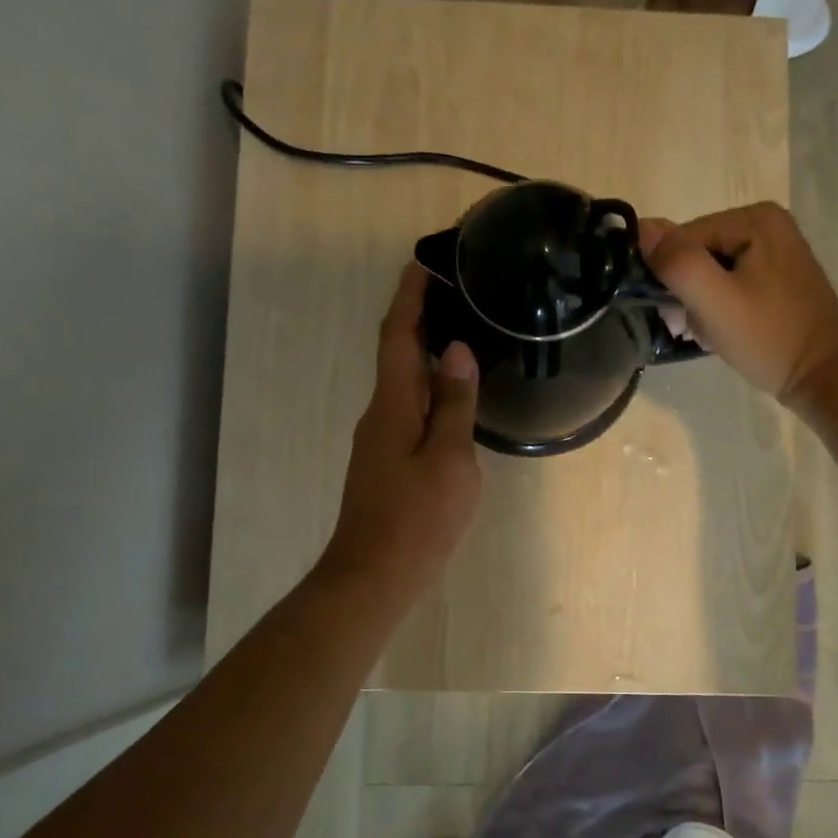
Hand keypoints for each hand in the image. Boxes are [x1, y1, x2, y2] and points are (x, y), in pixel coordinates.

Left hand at [320, 264, 483, 603]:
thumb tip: (455, 350)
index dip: (410, 296)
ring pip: (404, 382)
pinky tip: (454, 395)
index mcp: (392, 404)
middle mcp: (379, 413)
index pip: (397, 334)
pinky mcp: (387, 462)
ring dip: (426, 352)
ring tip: (464, 333)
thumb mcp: (448, 460)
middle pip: (397, 352)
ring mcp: (380, 440)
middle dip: (420, 317)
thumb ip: (454, 405)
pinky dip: (429, 388)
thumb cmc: (416, 518)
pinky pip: (409, 408)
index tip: (426, 261)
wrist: (373, 576)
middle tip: (458, 292)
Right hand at [638, 204, 837, 414]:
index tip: (679, 318)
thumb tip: (641, 228)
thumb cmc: (768, 338)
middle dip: (686, 293)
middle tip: (692, 329)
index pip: (683, 239)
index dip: (671, 278)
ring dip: (699, 305)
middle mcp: (766, 223)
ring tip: (708, 334)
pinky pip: (729, 283)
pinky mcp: (776, 276)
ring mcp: (774, 250)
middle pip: (696, 253)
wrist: (822, 375)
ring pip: (709, 271)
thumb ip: (677, 262)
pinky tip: (722, 331)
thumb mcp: (715, 301)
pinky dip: (718, 308)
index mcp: (754, 218)